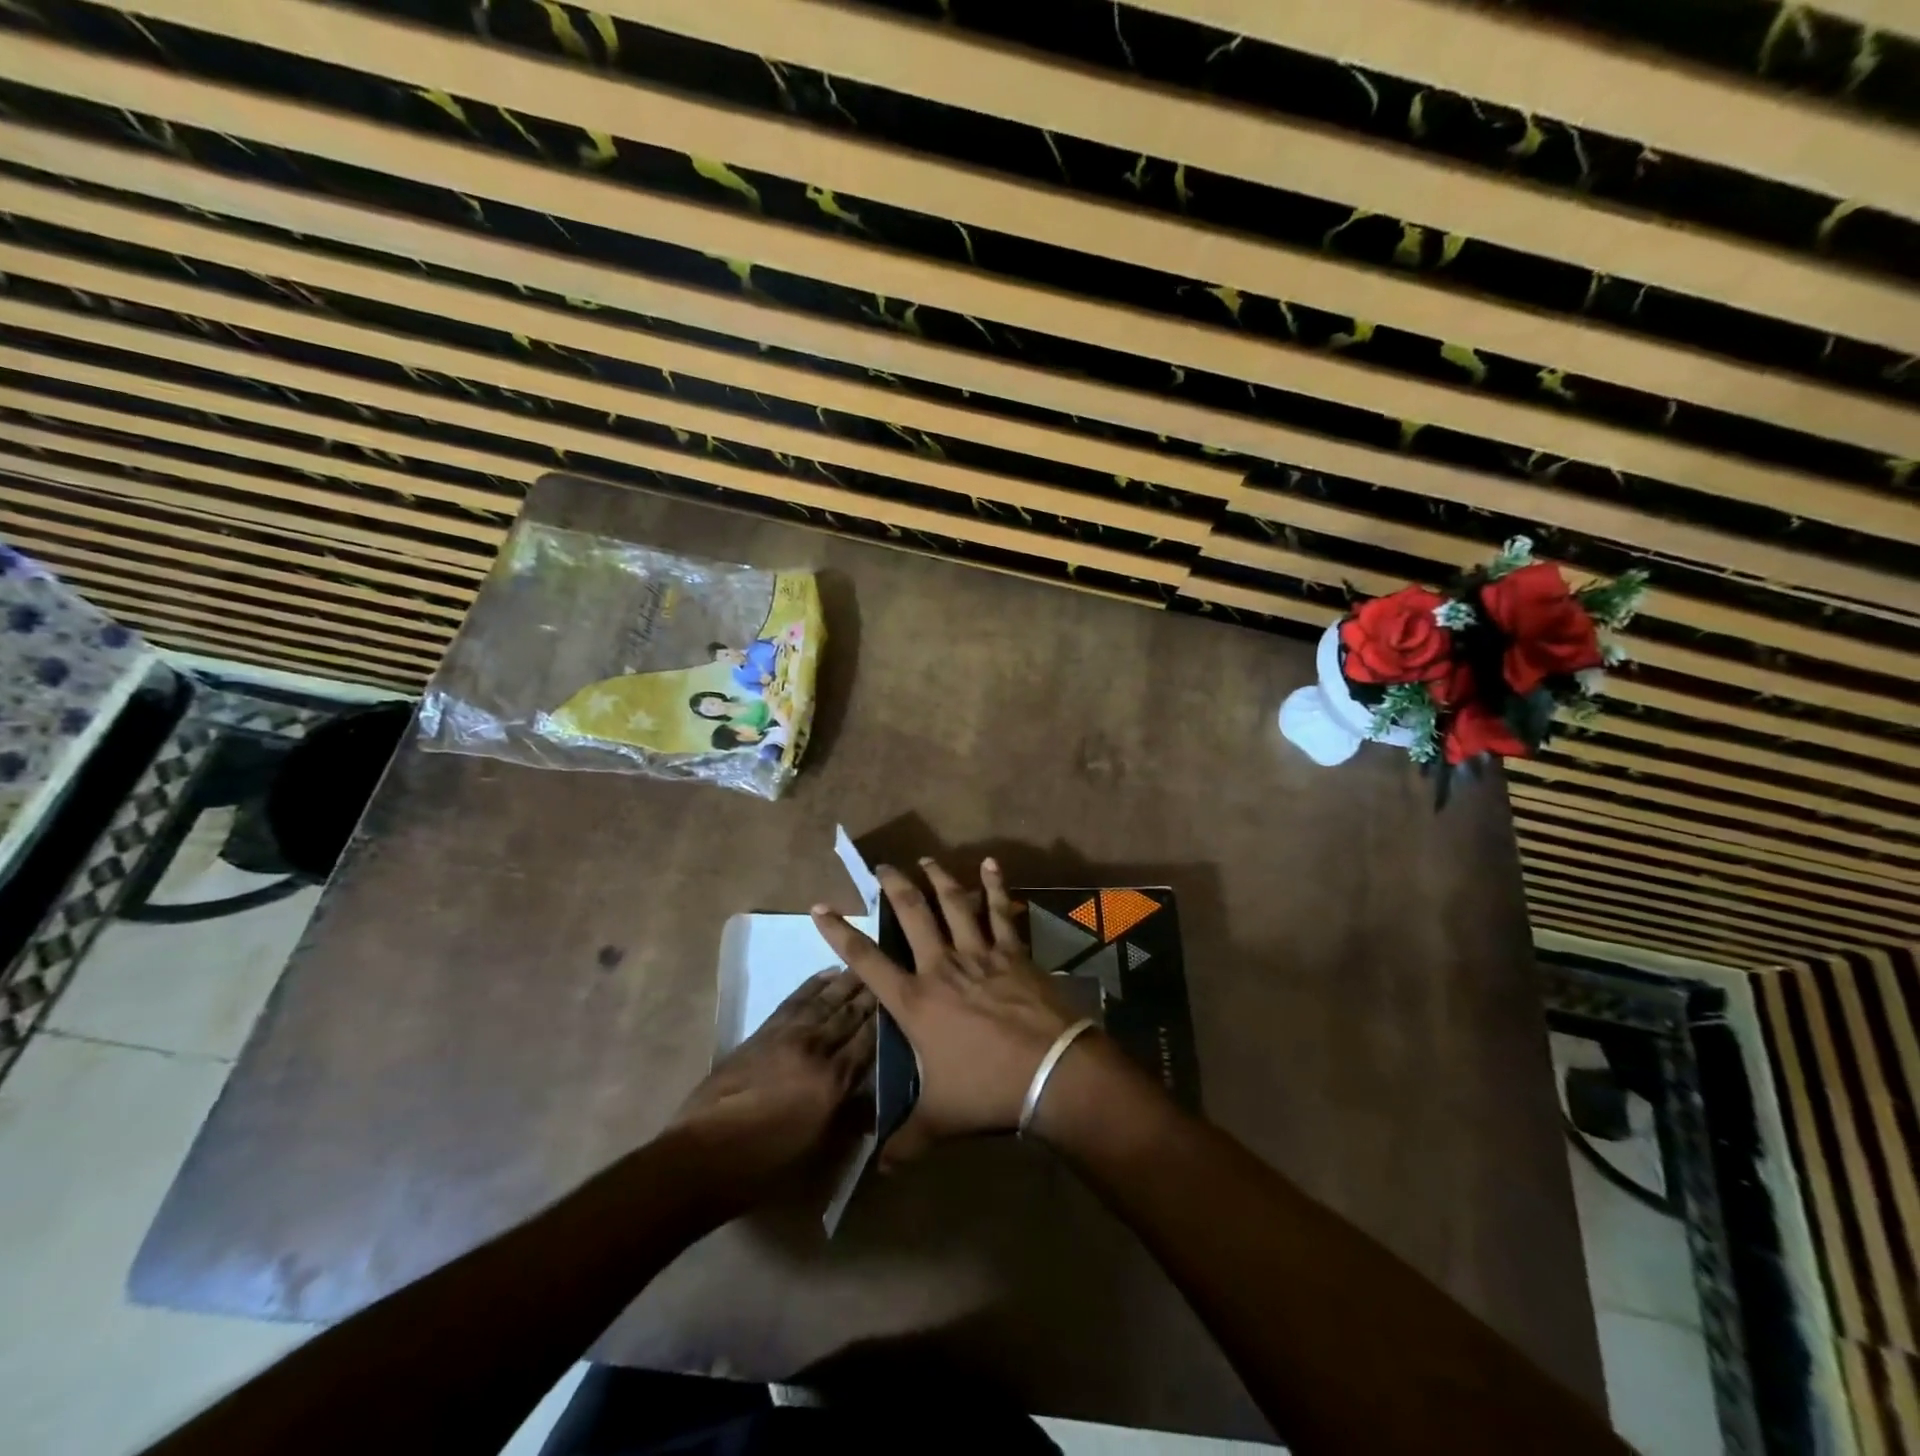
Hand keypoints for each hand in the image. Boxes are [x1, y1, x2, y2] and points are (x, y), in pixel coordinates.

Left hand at [668, 970, 875, 1212]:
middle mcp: (815, 1049)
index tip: (906, 998)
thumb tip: (874, 1101)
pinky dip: (813, 984)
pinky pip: (796, 1000)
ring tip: (866, 965)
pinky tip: (827, 974)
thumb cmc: (764, 1165)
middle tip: (892, 968)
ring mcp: (787, 1036)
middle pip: (850, 1014)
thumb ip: (850, 1120)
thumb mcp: (818, 1152)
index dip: (888, 1018)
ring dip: (847, 981)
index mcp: (833, 1081)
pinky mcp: (764, 1032)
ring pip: (825, 1000)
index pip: (869, 1040)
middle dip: (872, 993)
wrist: (703, 1156)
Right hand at [812, 858, 1082, 1165]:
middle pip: (911, 914)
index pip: (866, 961)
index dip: (839, 933)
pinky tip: (992, 864)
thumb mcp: (939, 1120)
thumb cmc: (987, 1091)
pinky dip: (995, 886)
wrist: (1051, 1073)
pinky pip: (1000, 911)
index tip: (820, 907)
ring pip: (953, 904)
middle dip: (893, 886)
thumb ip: (905, 1140)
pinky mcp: (1013, 952)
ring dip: (938, 878)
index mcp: (915, 1002)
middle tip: (881, 865)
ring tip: (926, 859)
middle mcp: (941, 967)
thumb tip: (880, 1168)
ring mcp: (980, 954)